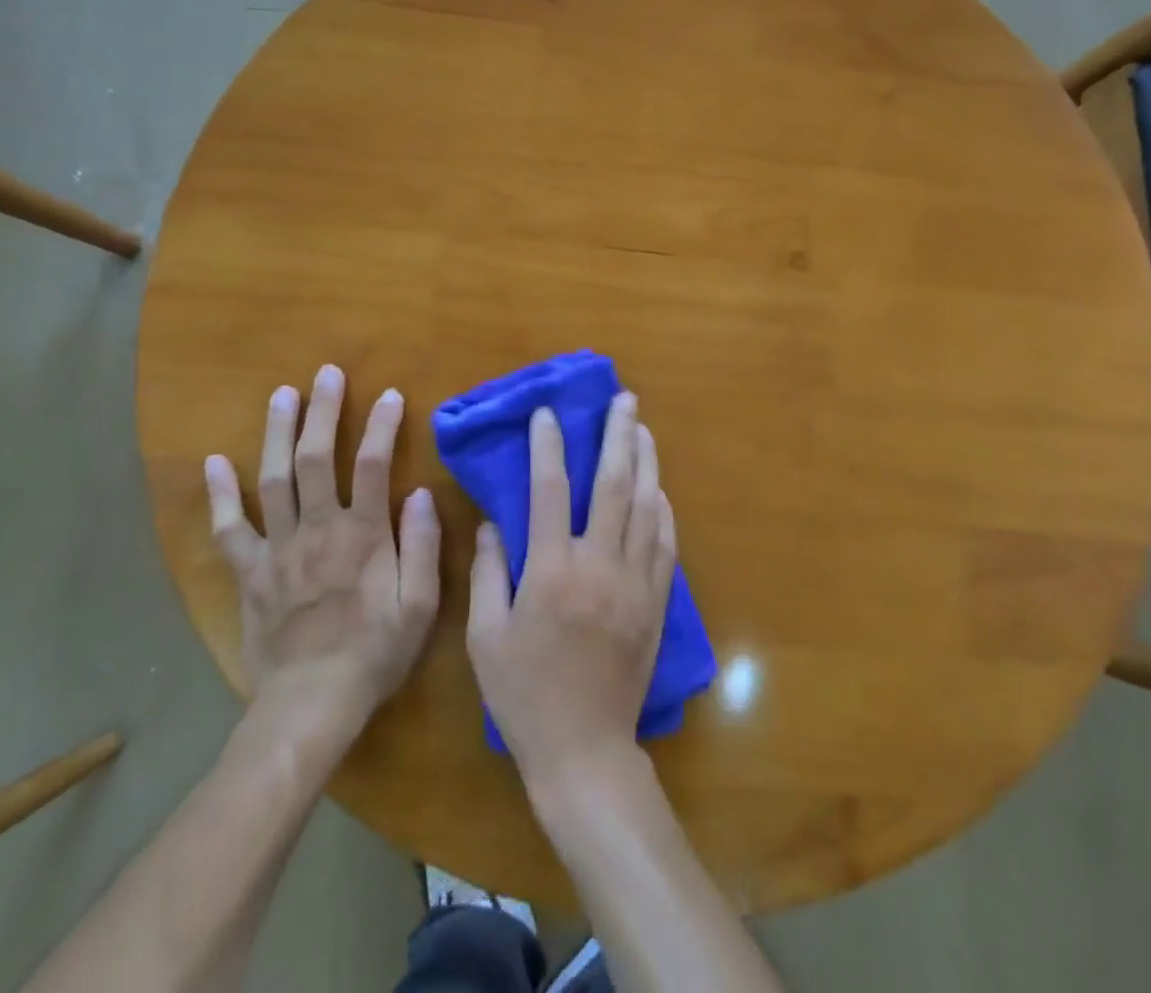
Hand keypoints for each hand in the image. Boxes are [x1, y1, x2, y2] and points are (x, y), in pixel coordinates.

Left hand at [205, 366, 439, 742]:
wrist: (311, 704)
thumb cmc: (375, 653)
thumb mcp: (420, 605)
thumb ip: (423, 546)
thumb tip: (421, 493)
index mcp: (363, 535)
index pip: (372, 465)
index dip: (381, 426)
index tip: (388, 394)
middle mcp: (318, 529)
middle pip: (316, 458)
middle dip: (322, 412)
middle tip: (325, 374)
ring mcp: (278, 548)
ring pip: (273, 479)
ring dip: (277, 433)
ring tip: (280, 394)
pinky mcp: (250, 573)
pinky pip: (230, 528)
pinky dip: (221, 494)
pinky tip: (215, 462)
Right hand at [467, 393, 676, 790]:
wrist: (583, 750)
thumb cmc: (524, 695)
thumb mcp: (486, 637)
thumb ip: (487, 574)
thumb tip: (493, 523)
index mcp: (551, 571)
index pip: (550, 491)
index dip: (548, 446)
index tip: (548, 414)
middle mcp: (598, 565)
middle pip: (613, 484)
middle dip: (617, 435)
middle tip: (623, 399)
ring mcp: (634, 582)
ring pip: (645, 506)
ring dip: (645, 461)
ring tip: (642, 428)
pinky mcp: (655, 601)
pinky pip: (664, 543)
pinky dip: (662, 509)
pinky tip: (659, 489)